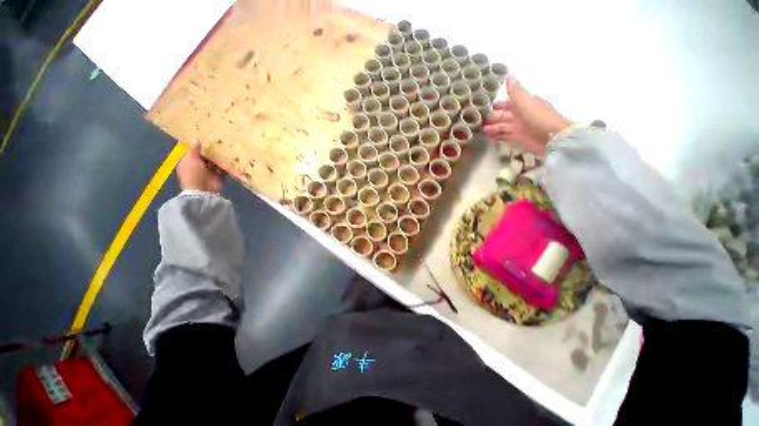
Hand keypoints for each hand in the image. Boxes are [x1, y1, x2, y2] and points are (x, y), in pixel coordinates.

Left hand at [176, 143, 225, 192]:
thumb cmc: (193, 173)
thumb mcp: (191, 159)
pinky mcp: (219, 177)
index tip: (206, 139)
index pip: (193, 152)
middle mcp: (198, 167)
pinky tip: (232, 160)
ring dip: (220, 158)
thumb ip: (194, 150)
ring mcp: (209, 172)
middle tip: (220, 142)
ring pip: (215, 163)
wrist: (203, 190)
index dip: (199, 146)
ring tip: (228, 149)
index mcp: (188, 162)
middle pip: (206, 157)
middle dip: (212, 152)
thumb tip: (195, 139)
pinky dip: (227, 166)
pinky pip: (223, 169)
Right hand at [484, 75, 572, 155]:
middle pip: (502, 115)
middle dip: (491, 117)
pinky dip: (495, 137)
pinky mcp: (516, 139)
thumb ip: (515, 90)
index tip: (483, 106)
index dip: (497, 104)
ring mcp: (518, 128)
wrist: (552, 138)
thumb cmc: (539, 117)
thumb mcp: (526, 101)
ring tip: (480, 130)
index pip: (507, 102)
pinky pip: (503, 137)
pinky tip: (487, 137)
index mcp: (524, 103)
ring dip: (491, 128)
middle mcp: (520, 115)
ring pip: (501, 126)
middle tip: (478, 120)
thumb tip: (509, 73)